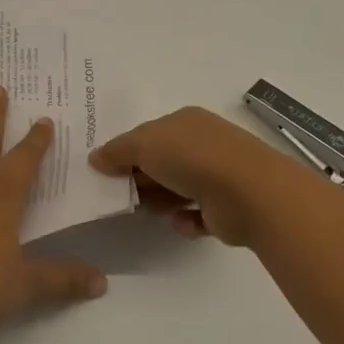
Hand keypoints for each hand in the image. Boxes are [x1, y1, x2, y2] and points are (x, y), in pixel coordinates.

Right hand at [89, 106, 320, 246]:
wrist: (248, 192)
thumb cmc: (192, 158)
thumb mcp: (144, 145)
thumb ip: (117, 151)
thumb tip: (95, 158)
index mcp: (185, 121)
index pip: (149, 134)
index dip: (127, 151)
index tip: (106, 171)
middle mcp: (203, 145)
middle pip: (161, 162)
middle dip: (141, 179)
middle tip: (122, 196)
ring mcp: (217, 175)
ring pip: (177, 189)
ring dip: (161, 200)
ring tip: (151, 210)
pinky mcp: (225, 208)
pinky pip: (195, 215)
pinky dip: (185, 220)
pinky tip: (182, 221)